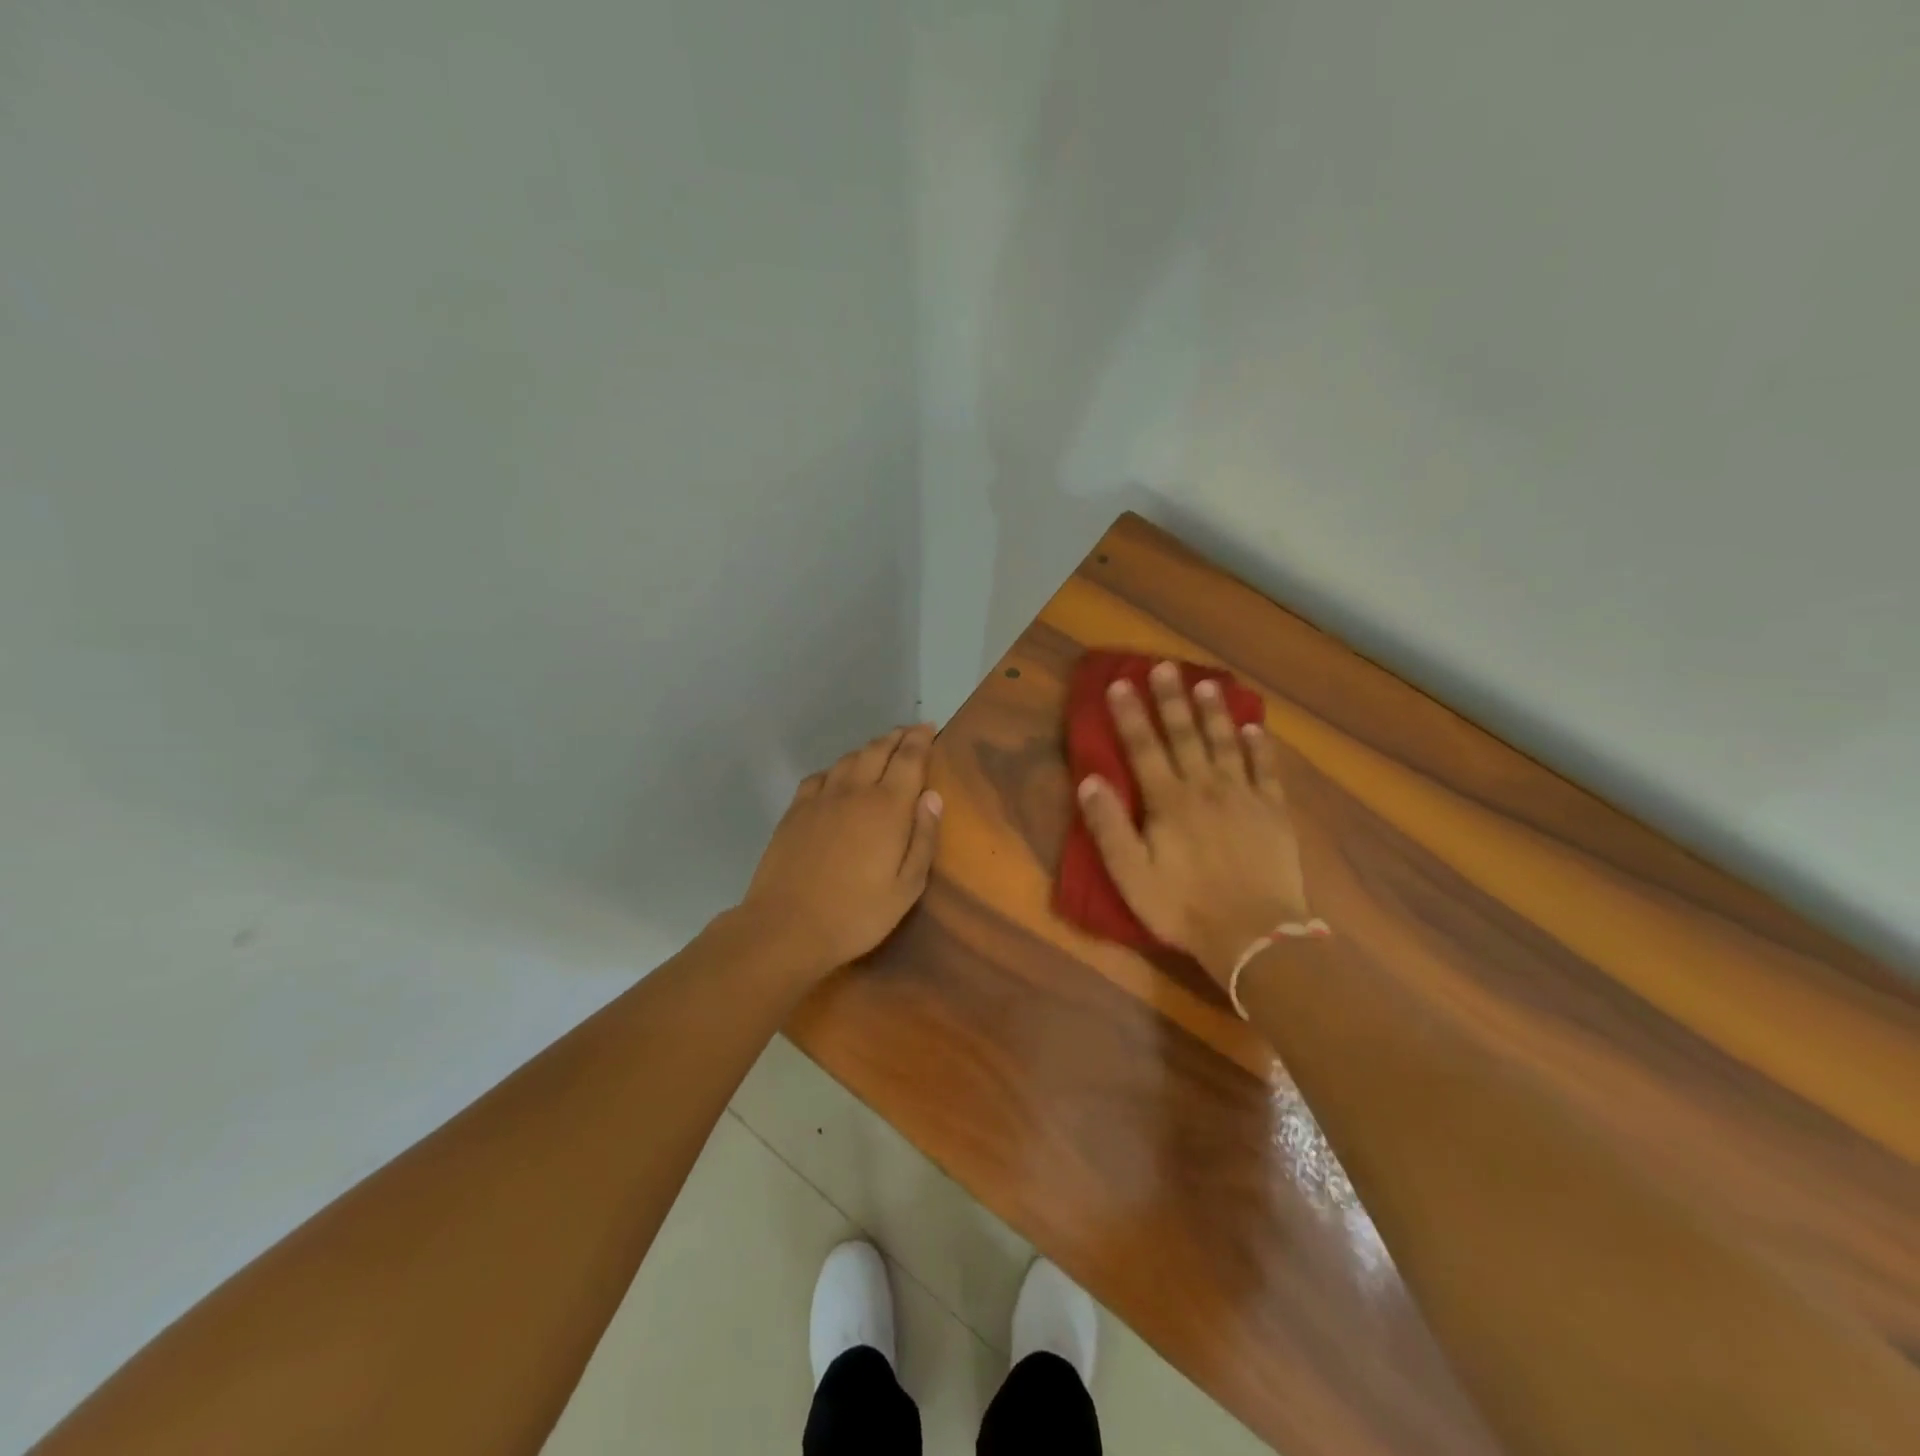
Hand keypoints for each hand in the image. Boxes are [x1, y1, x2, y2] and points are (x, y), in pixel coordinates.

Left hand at [739, 723, 943, 973]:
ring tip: (881, 750)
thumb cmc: (857, 914)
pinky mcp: (795, 811)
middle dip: (897, 737)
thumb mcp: (907, 887)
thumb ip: (923, 838)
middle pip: (878, 750)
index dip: (921, 740)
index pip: (909, 759)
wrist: (786, 927)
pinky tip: (839, 778)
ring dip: (869, 749)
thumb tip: (932, 796)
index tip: (930, 727)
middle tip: (911, 732)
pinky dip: (837, 769)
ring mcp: (820, 799)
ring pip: (849, 759)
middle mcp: (854, 791)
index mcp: (887, 807)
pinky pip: (820, 776)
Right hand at [1077, 663, 1311, 986]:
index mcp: (1168, 802)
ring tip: (1207, 683)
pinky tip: (1254, 729)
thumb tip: (1090, 779)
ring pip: (1225, 743)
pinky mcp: (1273, 812)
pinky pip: (1265, 770)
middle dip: (1171, 699)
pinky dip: (1259, 747)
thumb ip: (1109, 826)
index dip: (1130, 714)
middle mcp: (1205, 787)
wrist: (1254, 935)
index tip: (1120, 683)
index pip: (1143, 747)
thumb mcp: (1131, 874)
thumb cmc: (1183, 907)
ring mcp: (1243, 796)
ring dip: (1214, 712)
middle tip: (1165, 666)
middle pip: (1185, 735)